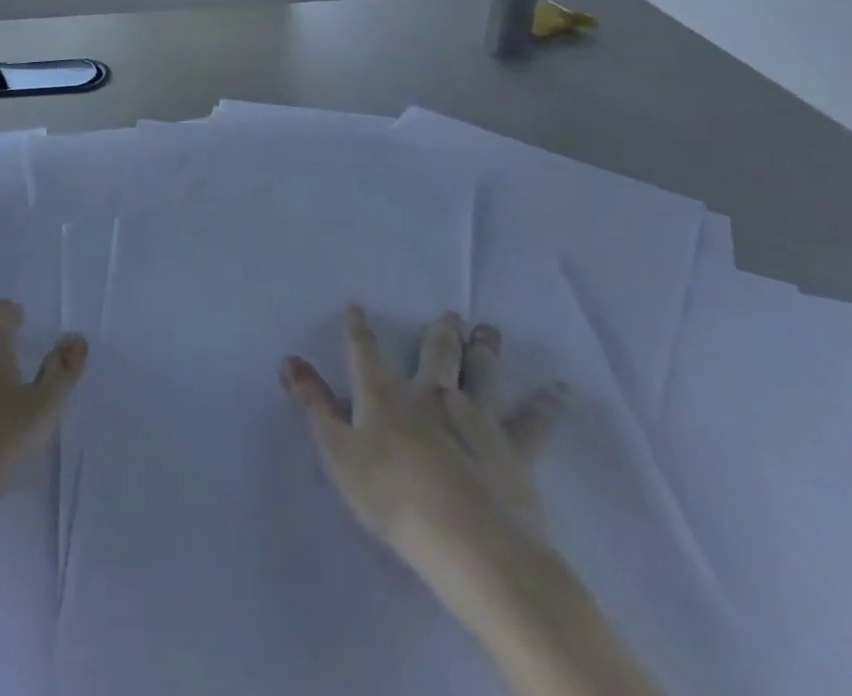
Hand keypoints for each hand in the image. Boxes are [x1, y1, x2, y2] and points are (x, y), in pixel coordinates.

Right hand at [282, 308, 569, 607]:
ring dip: (484, 351)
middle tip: (450, 314)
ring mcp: (475, 418)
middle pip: (435, 355)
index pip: (365, 353)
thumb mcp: (338, 453)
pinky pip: (535, 422)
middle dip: (439, 334)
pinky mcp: (513, 449)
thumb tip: (289, 359)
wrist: (468, 543)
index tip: (356, 307)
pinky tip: (562, 390)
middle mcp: (430, 395)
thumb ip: (314, 405)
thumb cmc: (392, 498)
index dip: (358, 329)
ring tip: (489, 331)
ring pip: (481, 374)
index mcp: (385, 396)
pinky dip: (549, 404)